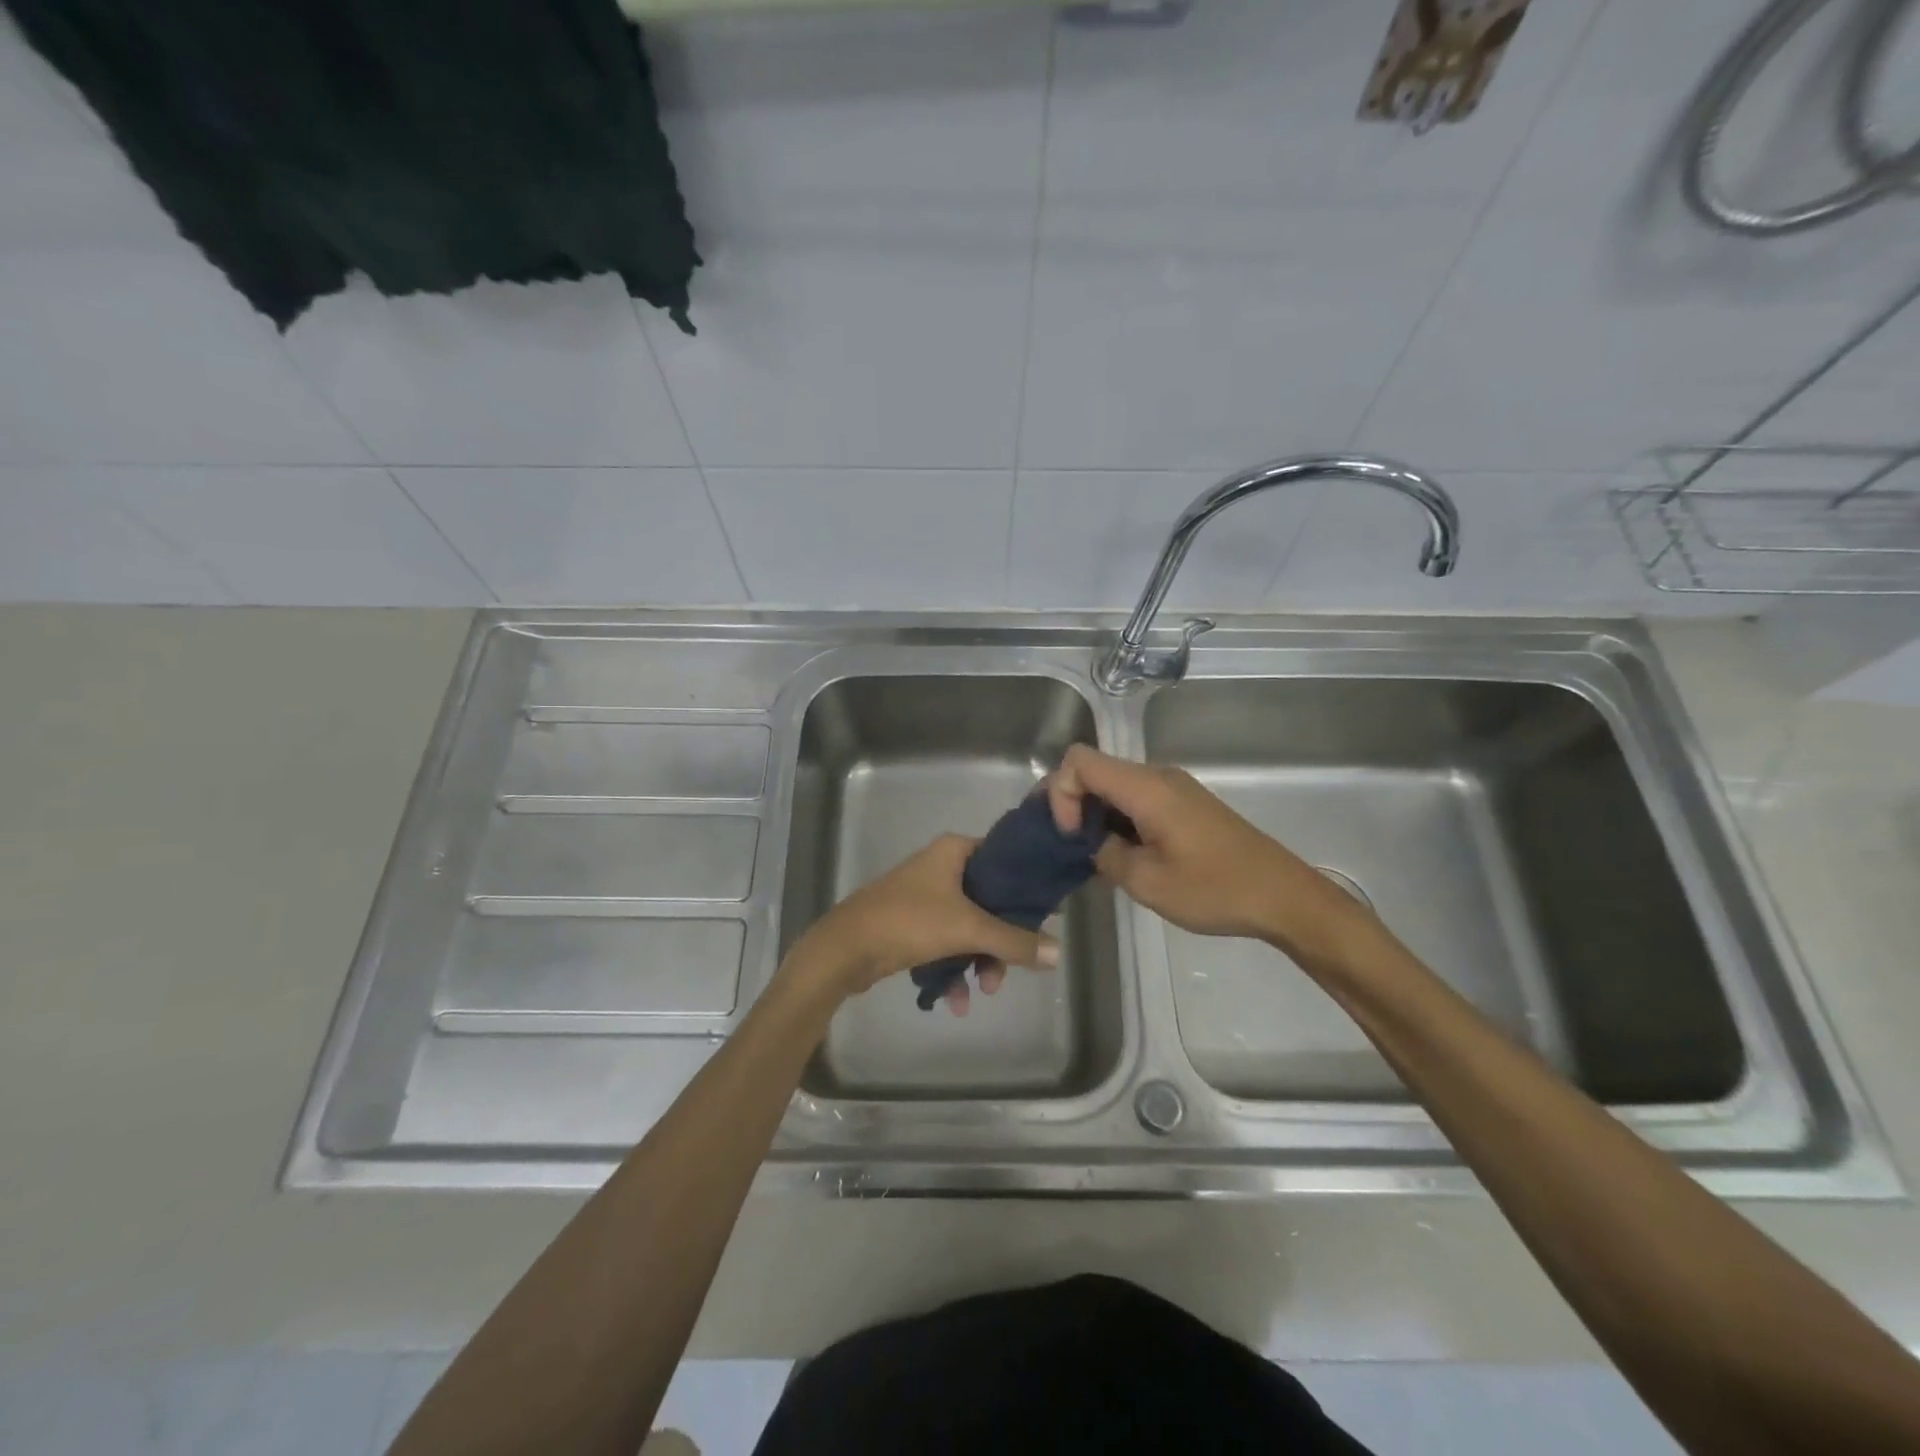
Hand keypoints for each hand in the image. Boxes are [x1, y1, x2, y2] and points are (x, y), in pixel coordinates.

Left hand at [786, 834, 1058, 1015]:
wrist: (843, 949)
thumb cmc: (908, 922)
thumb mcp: (967, 929)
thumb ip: (1014, 941)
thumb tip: (1059, 953)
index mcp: (954, 851)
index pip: (1004, 859)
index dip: (1026, 887)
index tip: (1045, 916)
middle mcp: (940, 866)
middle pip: (989, 899)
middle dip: (999, 940)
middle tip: (1006, 969)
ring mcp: (924, 894)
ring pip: (968, 925)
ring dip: (978, 959)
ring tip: (983, 990)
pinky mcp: (910, 922)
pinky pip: (945, 941)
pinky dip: (953, 966)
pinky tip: (955, 1000)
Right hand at [1046, 744, 1371, 962]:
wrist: (1284, 896)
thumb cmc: (1215, 889)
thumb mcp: (1147, 882)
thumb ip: (1105, 854)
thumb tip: (1090, 842)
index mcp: (1146, 787)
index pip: (1079, 761)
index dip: (1060, 792)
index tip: (1070, 836)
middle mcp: (1158, 777)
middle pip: (1095, 771)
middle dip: (1071, 804)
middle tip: (1064, 847)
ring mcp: (1174, 789)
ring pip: (1115, 787)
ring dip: (1095, 816)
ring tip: (1090, 858)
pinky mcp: (1185, 805)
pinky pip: (1137, 800)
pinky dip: (1117, 821)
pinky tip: (1120, 857)